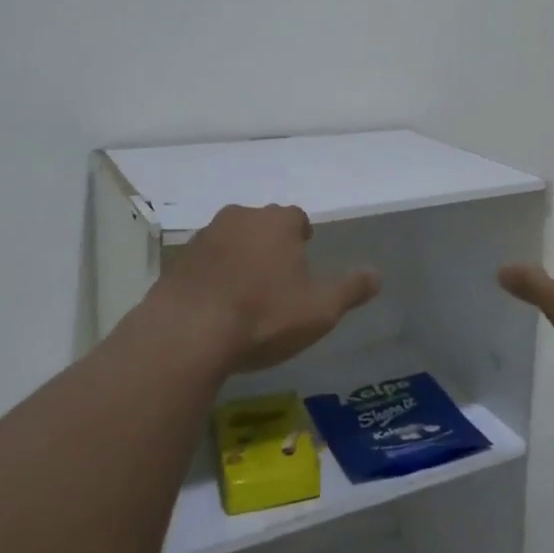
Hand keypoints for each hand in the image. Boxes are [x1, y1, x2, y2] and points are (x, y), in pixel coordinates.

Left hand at [154, 204, 379, 372]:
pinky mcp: (176, 261)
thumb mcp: (320, 310)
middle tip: (277, 276)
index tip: (303, 258)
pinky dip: (212, 275)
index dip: (302, 237)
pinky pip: (204, 263)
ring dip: (239, 257)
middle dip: (270, 244)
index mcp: (278, 223)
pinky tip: (215, 305)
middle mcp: (241, 218)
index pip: (296, 218)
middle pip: (262, 225)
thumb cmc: (263, 316)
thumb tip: (377, 275)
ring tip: (245, 292)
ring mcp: (204, 238)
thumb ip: (350, 290)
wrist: (186, 334)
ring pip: (230, 240)